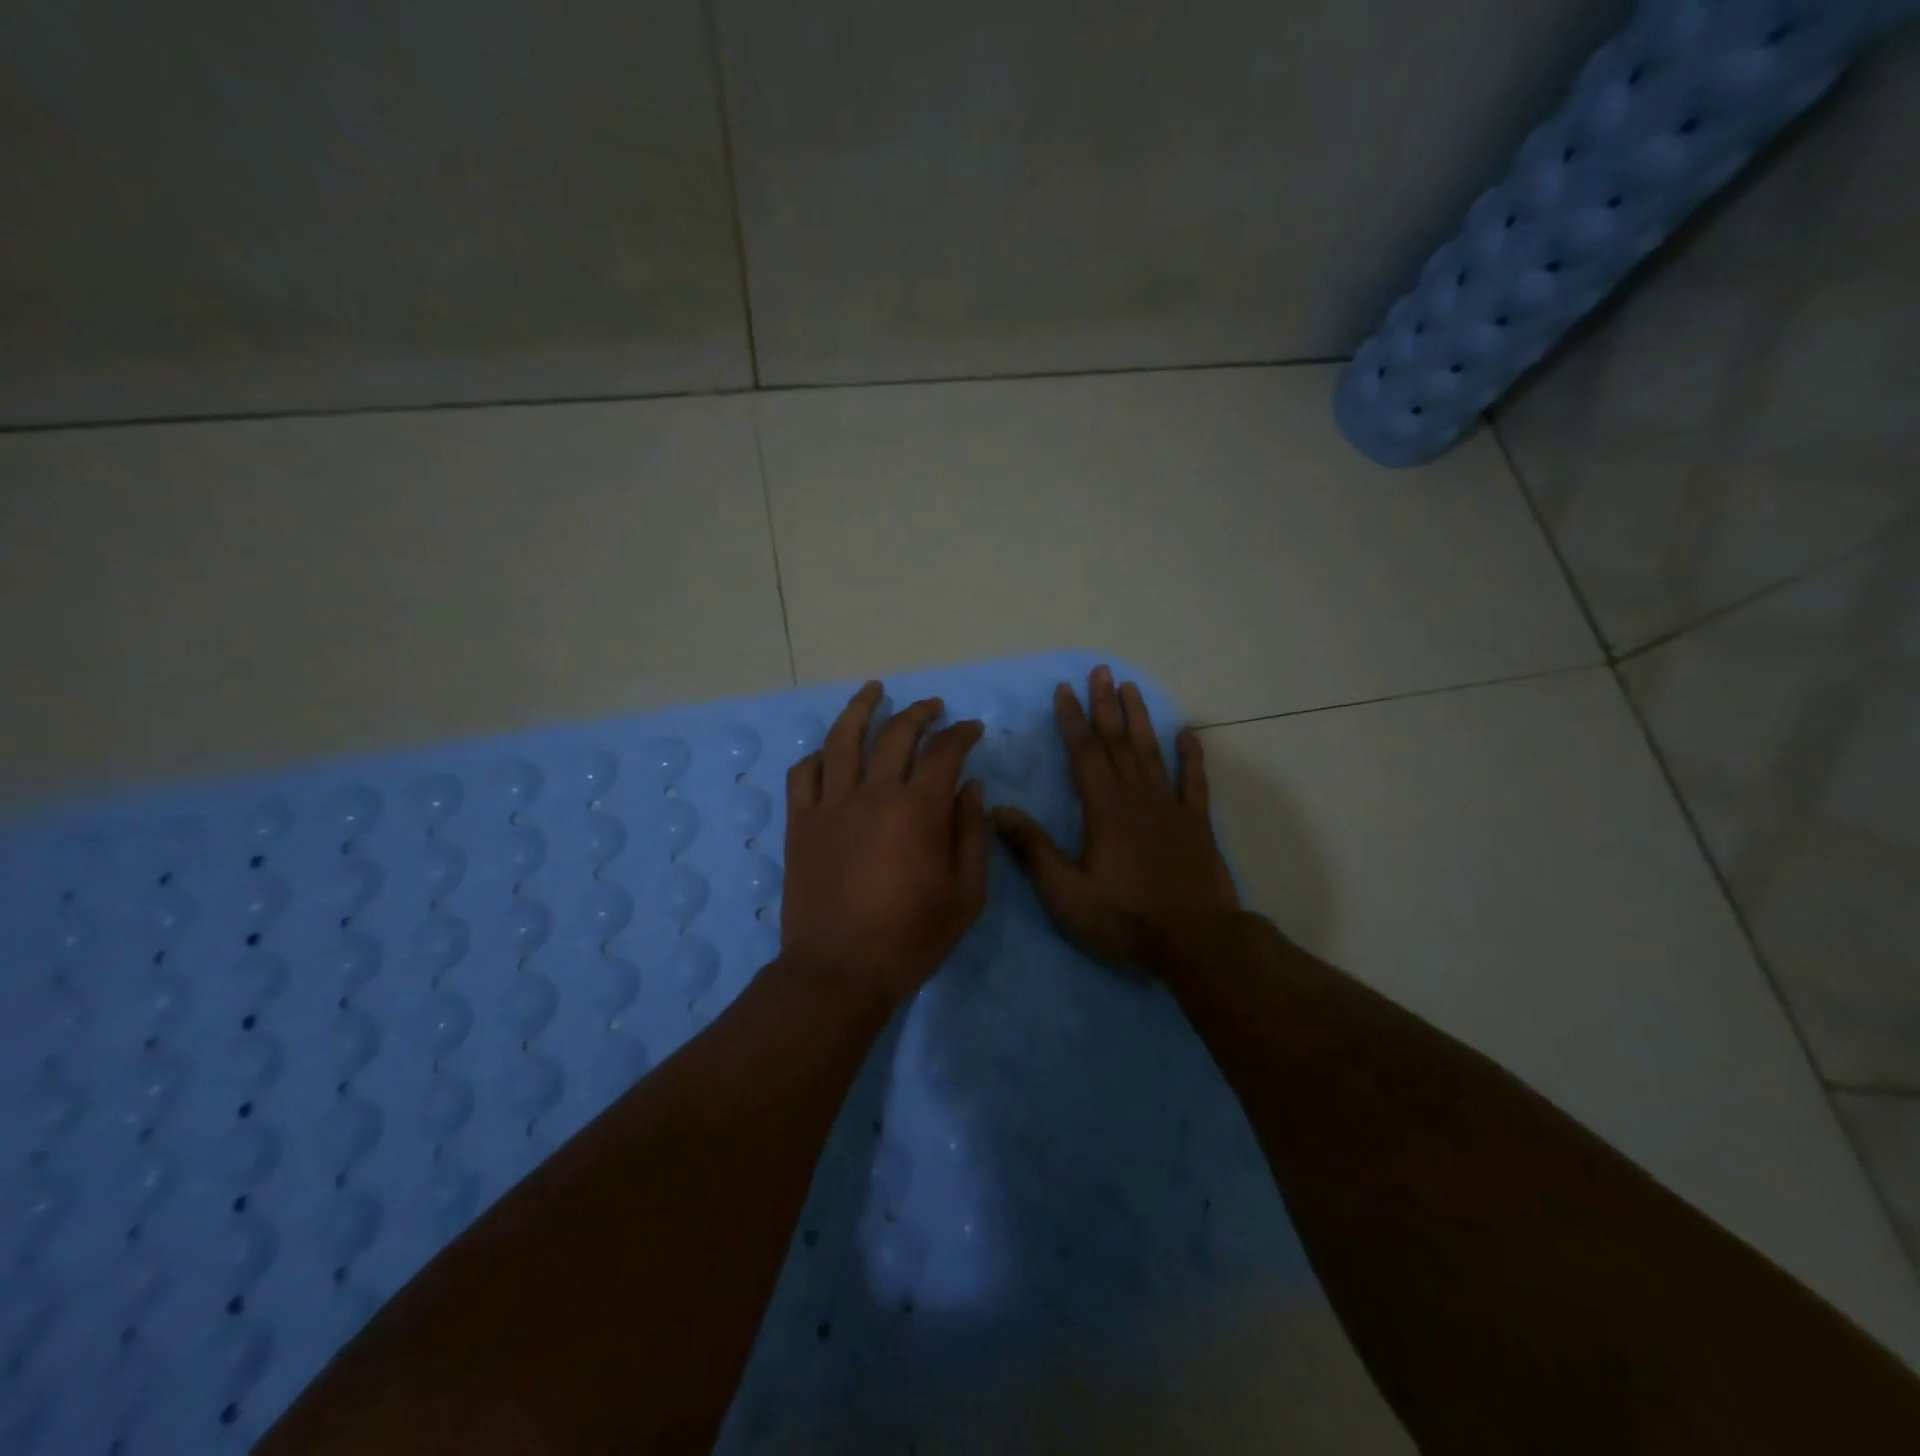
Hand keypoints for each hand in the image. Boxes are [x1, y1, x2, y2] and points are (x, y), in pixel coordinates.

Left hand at [781, 681, 989, 1005]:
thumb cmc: (911, 938)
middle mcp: (872, 793)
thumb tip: (971, 787)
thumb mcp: (966, 894)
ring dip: (861, 708)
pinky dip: (820, 754)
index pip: (944, 752)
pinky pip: (804, 773)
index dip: (962, 734)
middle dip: (920, 712)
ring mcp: (830, 805)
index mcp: (917, 809)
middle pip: (896, 734)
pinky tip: (831, 750)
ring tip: (874, 690)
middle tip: (934, 707)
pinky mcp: (801, 823)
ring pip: (842, 739)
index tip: (972, 729)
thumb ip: (972, 833)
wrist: (839, 971)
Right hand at [994, 665, 1239, 973]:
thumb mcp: (1066, 892)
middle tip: (1101, 671)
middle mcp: (1137, 796)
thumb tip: (998, 810)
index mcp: (1104, 808)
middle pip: (1118, 741)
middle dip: (1106, 705)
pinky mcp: (1197, 824)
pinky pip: (1194, 782)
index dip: (1072, 719)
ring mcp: (1171, 807)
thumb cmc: (1125, 917)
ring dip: (1140, 719)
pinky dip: (1191, 756)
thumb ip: (1033, 848)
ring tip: (1132, 688)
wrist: (1196, 941)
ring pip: (1152, 752)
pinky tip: (1188, 734)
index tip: (1065, 690)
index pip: (1084, 752)